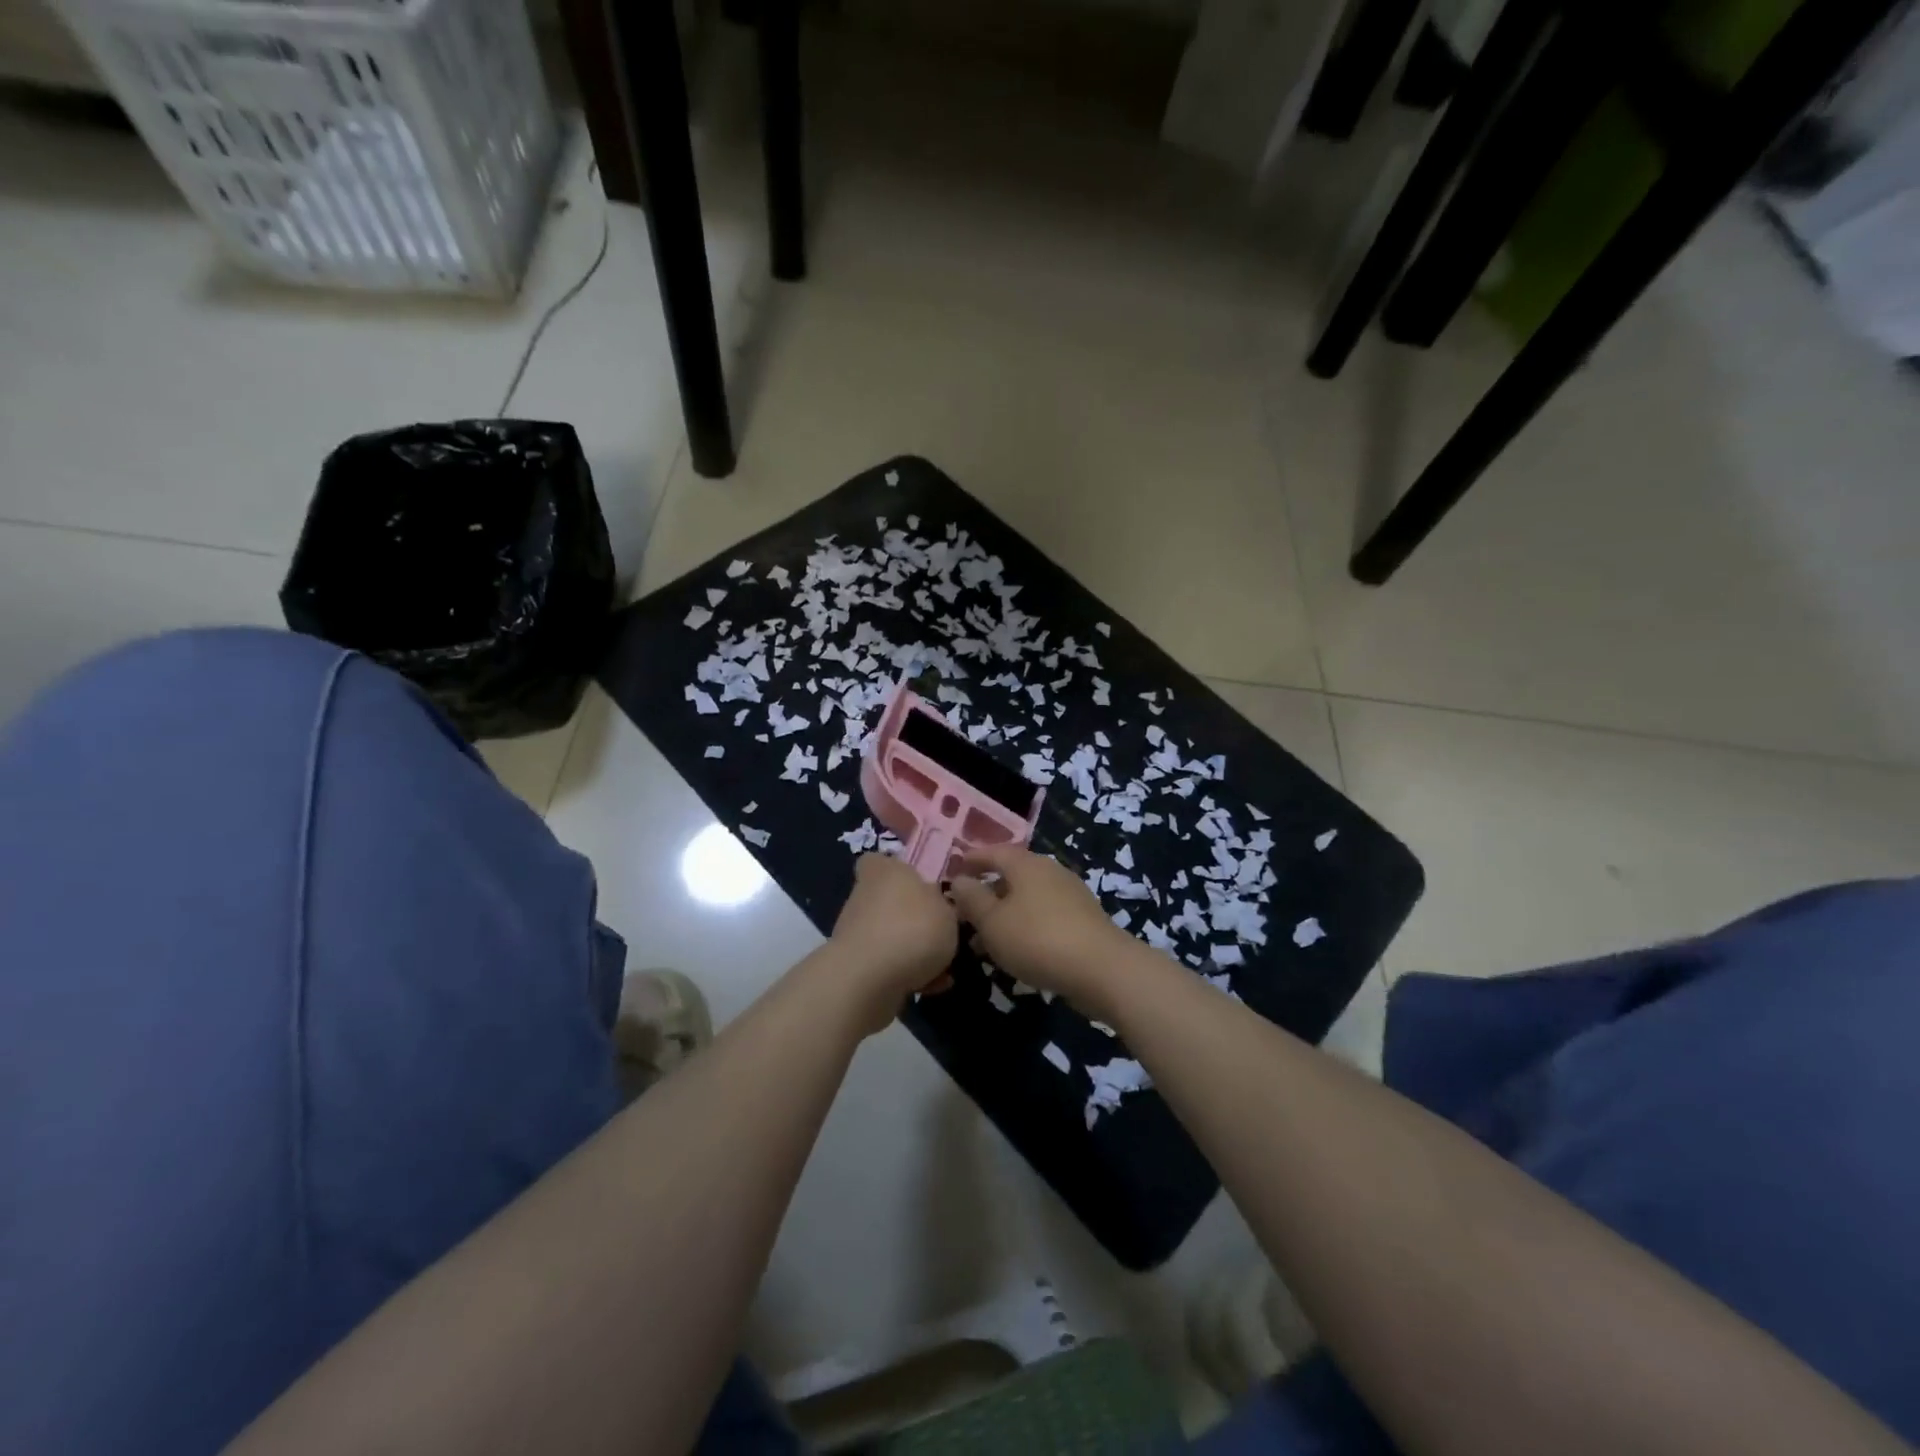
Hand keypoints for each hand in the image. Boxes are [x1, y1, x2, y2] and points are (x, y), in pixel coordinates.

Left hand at [827, 854, 958, 1031]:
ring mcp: (855, 932)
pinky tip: (932, 986)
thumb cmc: (912, 928)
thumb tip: (935, 903)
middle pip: (891, 901)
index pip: (880, 860)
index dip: (897, 871)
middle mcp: (864, 896)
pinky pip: (888, 965)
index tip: (921, 886)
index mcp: (884, 871)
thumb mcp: (947, 909)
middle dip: (914, 918)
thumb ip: (944, 903)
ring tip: (945, 968)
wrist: (868, 981)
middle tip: (943, 933)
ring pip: (891, 936)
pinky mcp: (854, 965)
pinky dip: (908, 974)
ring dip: (914, 950)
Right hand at [949, 845, 1139, 1022]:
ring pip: (1027, 899)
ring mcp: (1070, 894)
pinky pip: (1043, 915)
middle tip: (964, 912)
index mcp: (1026, 864)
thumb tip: (959, 879)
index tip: (954, 869)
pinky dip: (1024, 926)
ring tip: (982, 942)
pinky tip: (1015, 950)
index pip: (993, 851)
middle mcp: (1049, 871)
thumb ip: (972, 899)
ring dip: (1004, 915)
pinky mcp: (1082, 920)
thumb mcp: (992, 922)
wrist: (1102, 969)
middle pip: (1012, 874)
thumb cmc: (1037, 939)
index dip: (972, 859)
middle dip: (987, 892)